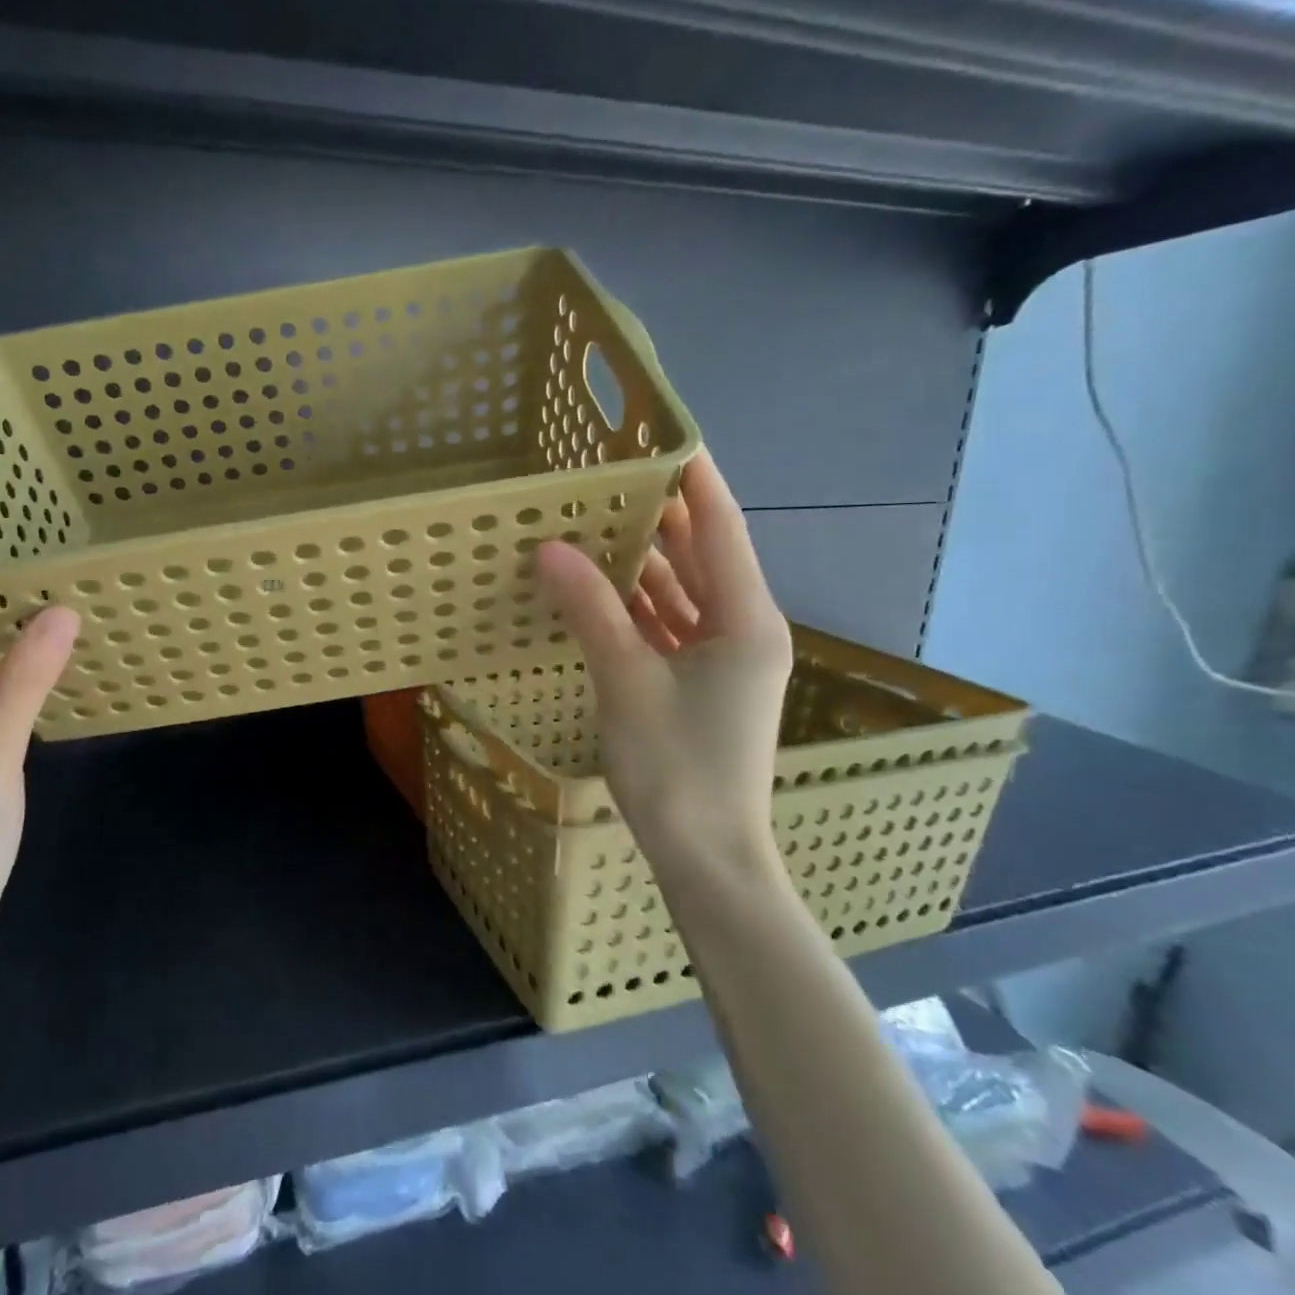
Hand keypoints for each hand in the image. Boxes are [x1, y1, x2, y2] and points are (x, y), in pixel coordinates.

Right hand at [537, 450, 790, 881]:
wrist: (707, 857)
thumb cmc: (677, 767)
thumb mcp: (626, 680)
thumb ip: (590, 609)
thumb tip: (549, 548)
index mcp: (745, 620)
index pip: (720, 527)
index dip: (694, 479)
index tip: (663, 436)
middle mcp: (744, 629)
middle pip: (703, 555)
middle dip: (662, 516)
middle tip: (612, 476)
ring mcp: (725, 659)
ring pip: (685, 592)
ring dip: (647, 562)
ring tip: (597, 521)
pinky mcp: (703, 683)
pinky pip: (671, 626)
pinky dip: (640, 605)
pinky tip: (601, 588)